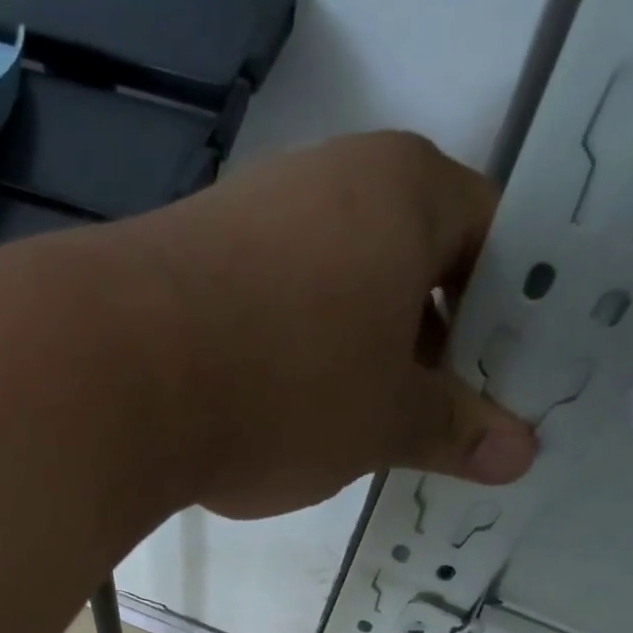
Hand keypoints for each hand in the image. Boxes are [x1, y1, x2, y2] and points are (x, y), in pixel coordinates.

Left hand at [118, 132, 535, 519]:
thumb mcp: (384, 421)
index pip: (489, 236)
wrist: (111, 376)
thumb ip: (453, 429)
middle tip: (424, 419)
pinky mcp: (186, 260)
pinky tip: (267, 412)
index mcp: (404, 190)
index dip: (500, 314)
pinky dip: (282, 355)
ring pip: (329, 288)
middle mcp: (327, 178)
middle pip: (404, 261)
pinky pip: (264, 305)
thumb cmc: (285, 387)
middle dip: (420, 343)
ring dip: (347, 356)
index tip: (490, 381)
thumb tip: (521, 453)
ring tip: (344, 429)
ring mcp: (247, 214)